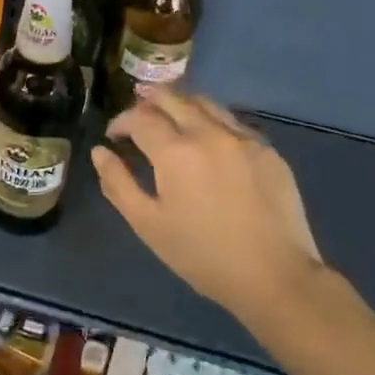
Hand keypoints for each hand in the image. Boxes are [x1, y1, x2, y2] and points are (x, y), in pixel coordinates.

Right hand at [93, 87, 325, 327]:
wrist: (275, 276)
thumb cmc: (202, 254)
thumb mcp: (148, 224)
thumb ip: (118, 183)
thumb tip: (100, 152)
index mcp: (176, 151)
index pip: (140, 117)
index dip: (121, 121)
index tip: (114, 136)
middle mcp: (209, 132)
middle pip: (173, 98)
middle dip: (149, 100)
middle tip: (138, 112)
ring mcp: (243, 138)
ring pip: (206, 103)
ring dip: (181, 103)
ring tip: (169, 115)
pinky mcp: (267, 150)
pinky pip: (232, 121)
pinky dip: (211, 119)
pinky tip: (208, 138)